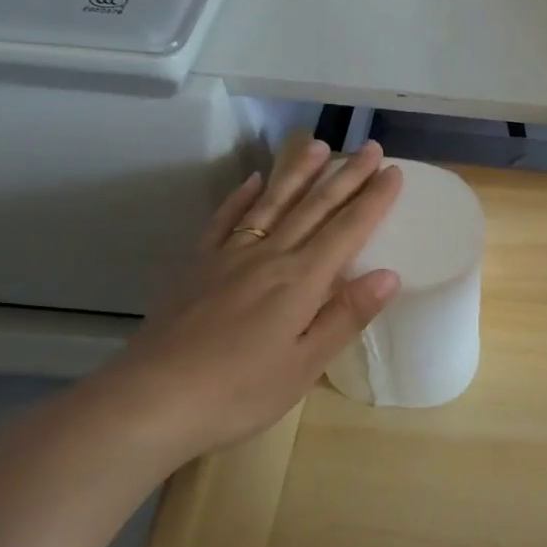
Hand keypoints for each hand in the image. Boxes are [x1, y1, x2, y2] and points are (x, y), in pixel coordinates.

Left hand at [85, 140, 402, 466]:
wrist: (151, 400)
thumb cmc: (239, 392)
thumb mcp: (305, 364)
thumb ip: (346, 315)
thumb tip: (389, 275)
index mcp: (301, 281)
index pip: (347, 230)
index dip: (373, 200)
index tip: (395, 172)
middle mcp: (268, 257)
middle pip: (314, 208)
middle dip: (346, 176)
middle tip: (371, 148)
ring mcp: (228, 257)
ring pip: (272, 204)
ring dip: (298, 172)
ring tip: (319, 146)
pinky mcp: (197, 266)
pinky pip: (225, 220)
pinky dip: (242, 197)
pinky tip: (254, 181)